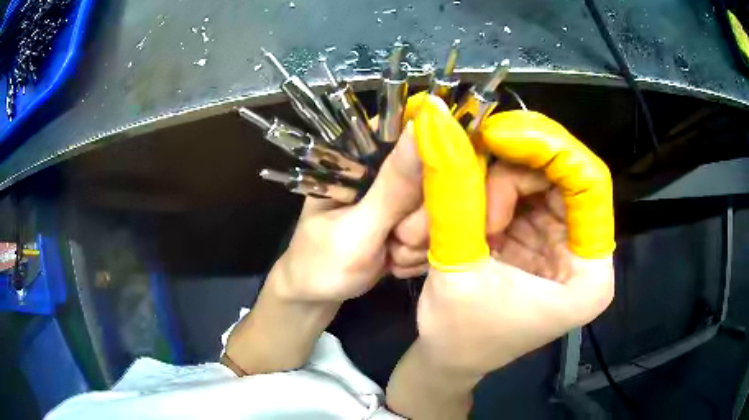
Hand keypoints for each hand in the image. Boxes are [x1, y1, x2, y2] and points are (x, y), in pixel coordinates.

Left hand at [274, 123, 422, 302]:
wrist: (316, 296)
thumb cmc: (322, 262)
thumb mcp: (357, 228)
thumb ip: (393, 188)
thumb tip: (420, 129)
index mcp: (361, 158)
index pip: (409, 132)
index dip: (432, 155)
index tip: (427, 194)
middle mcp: (383, 172)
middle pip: (433, 178)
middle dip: (419, 220)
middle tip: (395, 239)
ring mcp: (398, 201)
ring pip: (439, 211)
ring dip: (417, 243)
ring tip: (387, 255)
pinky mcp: (408, 224)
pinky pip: (435, 234)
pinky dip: (418, 254)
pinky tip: (394, 262)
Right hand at [387, 95, 614, 418]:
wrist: (449, 359)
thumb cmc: (458, 335)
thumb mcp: (456, 268)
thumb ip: (453, 196)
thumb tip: (439, 124)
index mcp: (588, 276)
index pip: (590, 185)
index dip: (549, 149)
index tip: (497, 135)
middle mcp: (584, 254)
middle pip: (562, 176)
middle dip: (511, 167)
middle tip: (466, 167)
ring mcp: (562, 243)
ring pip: (538, 179)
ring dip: (492, 181)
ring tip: (453, 212)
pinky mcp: (539, 238)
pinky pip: (521, 193)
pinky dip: (489, 192)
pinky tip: (462, 213)